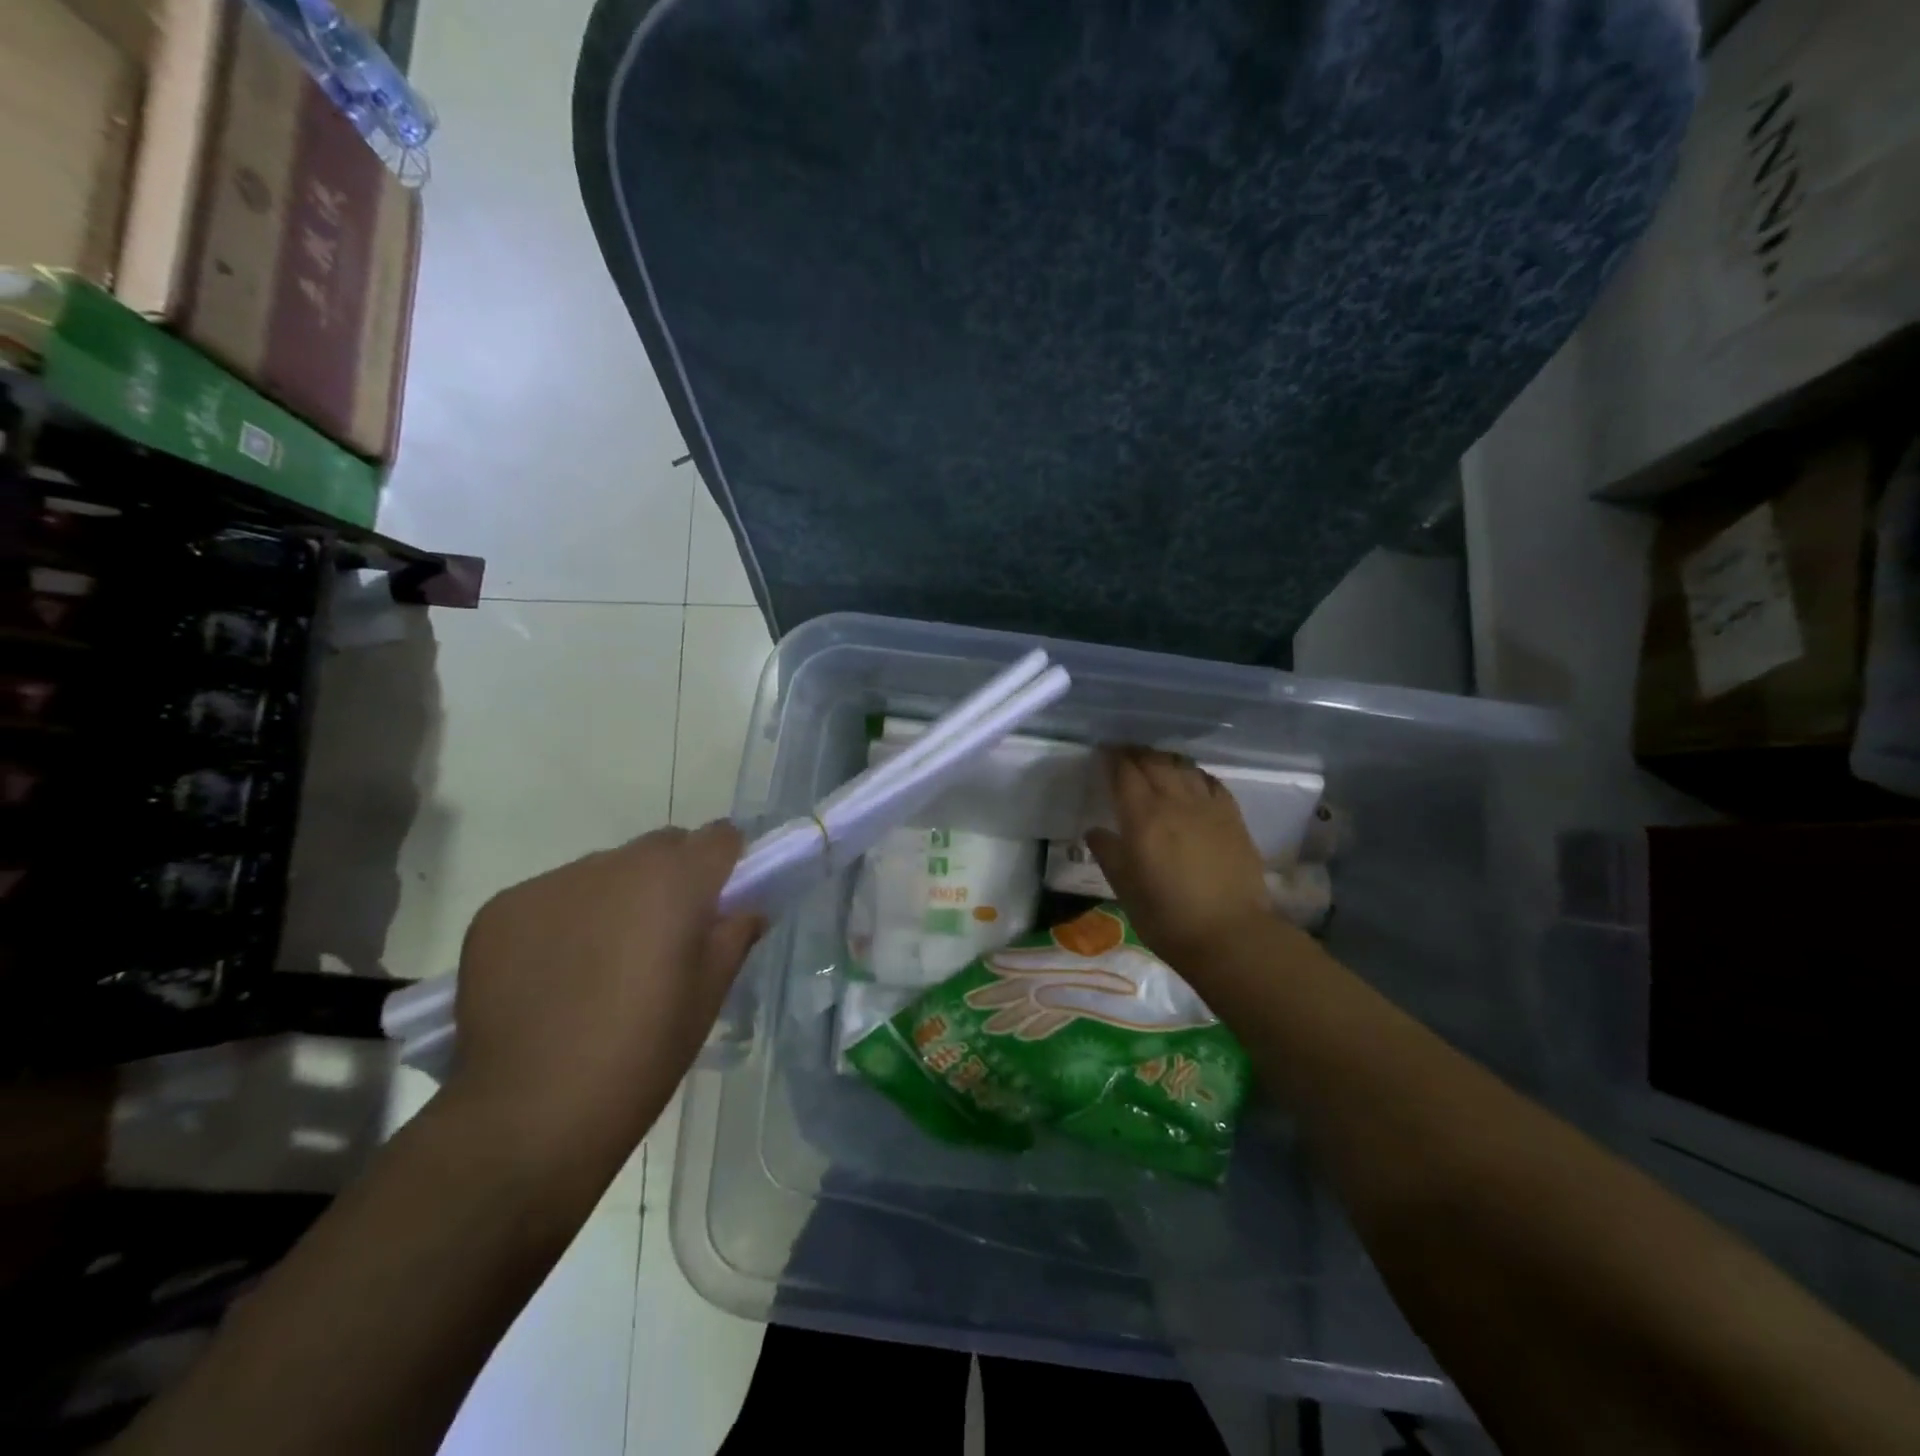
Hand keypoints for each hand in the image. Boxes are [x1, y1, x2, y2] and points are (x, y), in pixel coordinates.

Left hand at [445, 823, 764, 1183]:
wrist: (531, 1112)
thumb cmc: (643, 1051)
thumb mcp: (709, 995)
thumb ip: (734, 935)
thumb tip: (744, 909)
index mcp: (676, 879)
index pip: (720, 836)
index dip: (726, 864)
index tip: (720, 900)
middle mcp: (615, 864)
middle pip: (660, 846)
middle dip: (671, 877)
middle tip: (663, 937)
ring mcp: (552, 883)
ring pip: (603, 871)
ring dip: (614, 898)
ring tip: (599, 963)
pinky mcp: (501, 908)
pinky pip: (550, 897)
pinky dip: (562, 921)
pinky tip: (552, 976)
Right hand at [1085, 747, 1275, 969]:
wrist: (1230, 935)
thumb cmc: (1167, 917)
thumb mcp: (1125, 889)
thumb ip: (1108, 853)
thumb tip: (1096, 831)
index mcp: (1143, 817)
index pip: (1124, 772)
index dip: (1111, 758)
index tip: (1102, 753)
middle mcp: (1175, 802)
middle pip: (1153, 762)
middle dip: (1136, 753)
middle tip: (1124, 754)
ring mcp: (1208, 807)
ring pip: (1183, 767)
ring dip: (1164, 759)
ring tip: (1154, 762)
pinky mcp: (1233, 817)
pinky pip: (1210, 782)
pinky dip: (1194, 774)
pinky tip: (1191, 780)